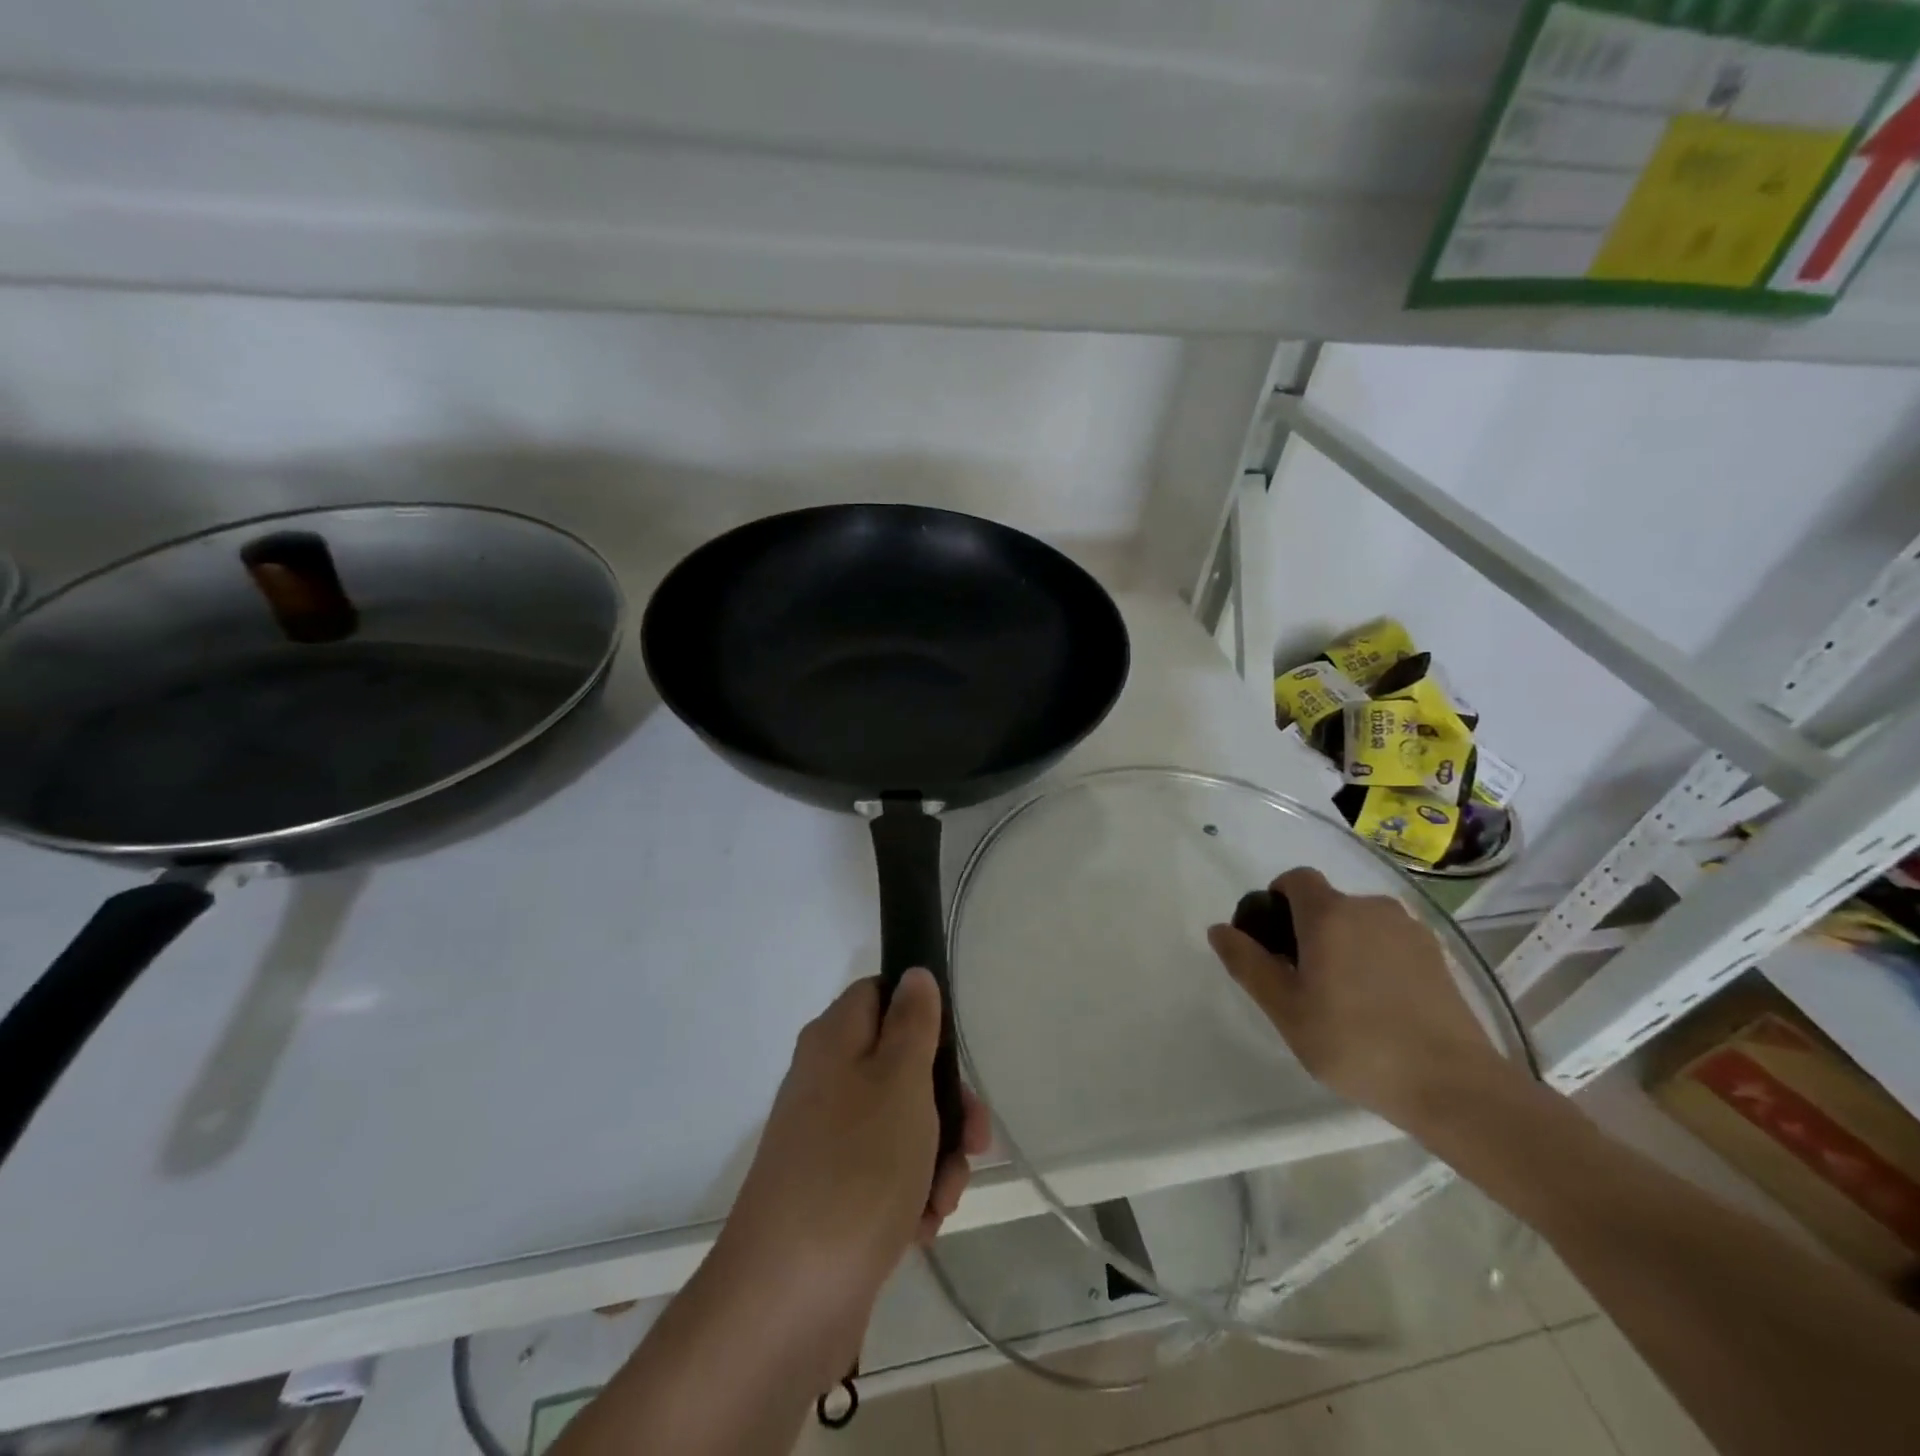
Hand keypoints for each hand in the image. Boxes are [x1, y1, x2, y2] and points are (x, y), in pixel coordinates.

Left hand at [710, 969, 990, 1388]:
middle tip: (974, 1140)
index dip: (920, 1014)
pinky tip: (922, 1226)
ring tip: (944, 1197)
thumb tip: (914, 974)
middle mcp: (827, 1082)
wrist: (787, 1299)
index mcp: (835, 1040)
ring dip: (936, 1157)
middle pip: (900, 1066)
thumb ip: (914, 1023)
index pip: (880, 994)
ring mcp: (827, 1140)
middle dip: (946, 1104)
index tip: (951, 1051)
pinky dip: (911, 1194)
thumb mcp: (900, 1081)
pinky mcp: (833, 1193)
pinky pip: (886, 1175)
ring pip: (902, 1125)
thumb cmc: (857, 1168)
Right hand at [1207, 867, 1519, 1132]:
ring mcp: (1410, 930)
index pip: (1295, 879)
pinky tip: (1381, 1005)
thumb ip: (1248, 963)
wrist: (1455, 1087)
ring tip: (1344, 998)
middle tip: (1303, 981)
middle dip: (1308, 930)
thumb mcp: (1285, 1009)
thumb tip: (1219, 929)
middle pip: (1328, 903)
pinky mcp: (1438, 956)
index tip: (1273, 941)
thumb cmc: (1355, 1043)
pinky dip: (1376, 959)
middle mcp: (1371, 908)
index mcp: (1330, 914)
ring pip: (1360, 923)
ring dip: (1344, 944)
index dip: (1277, 899)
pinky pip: (1390, 942)